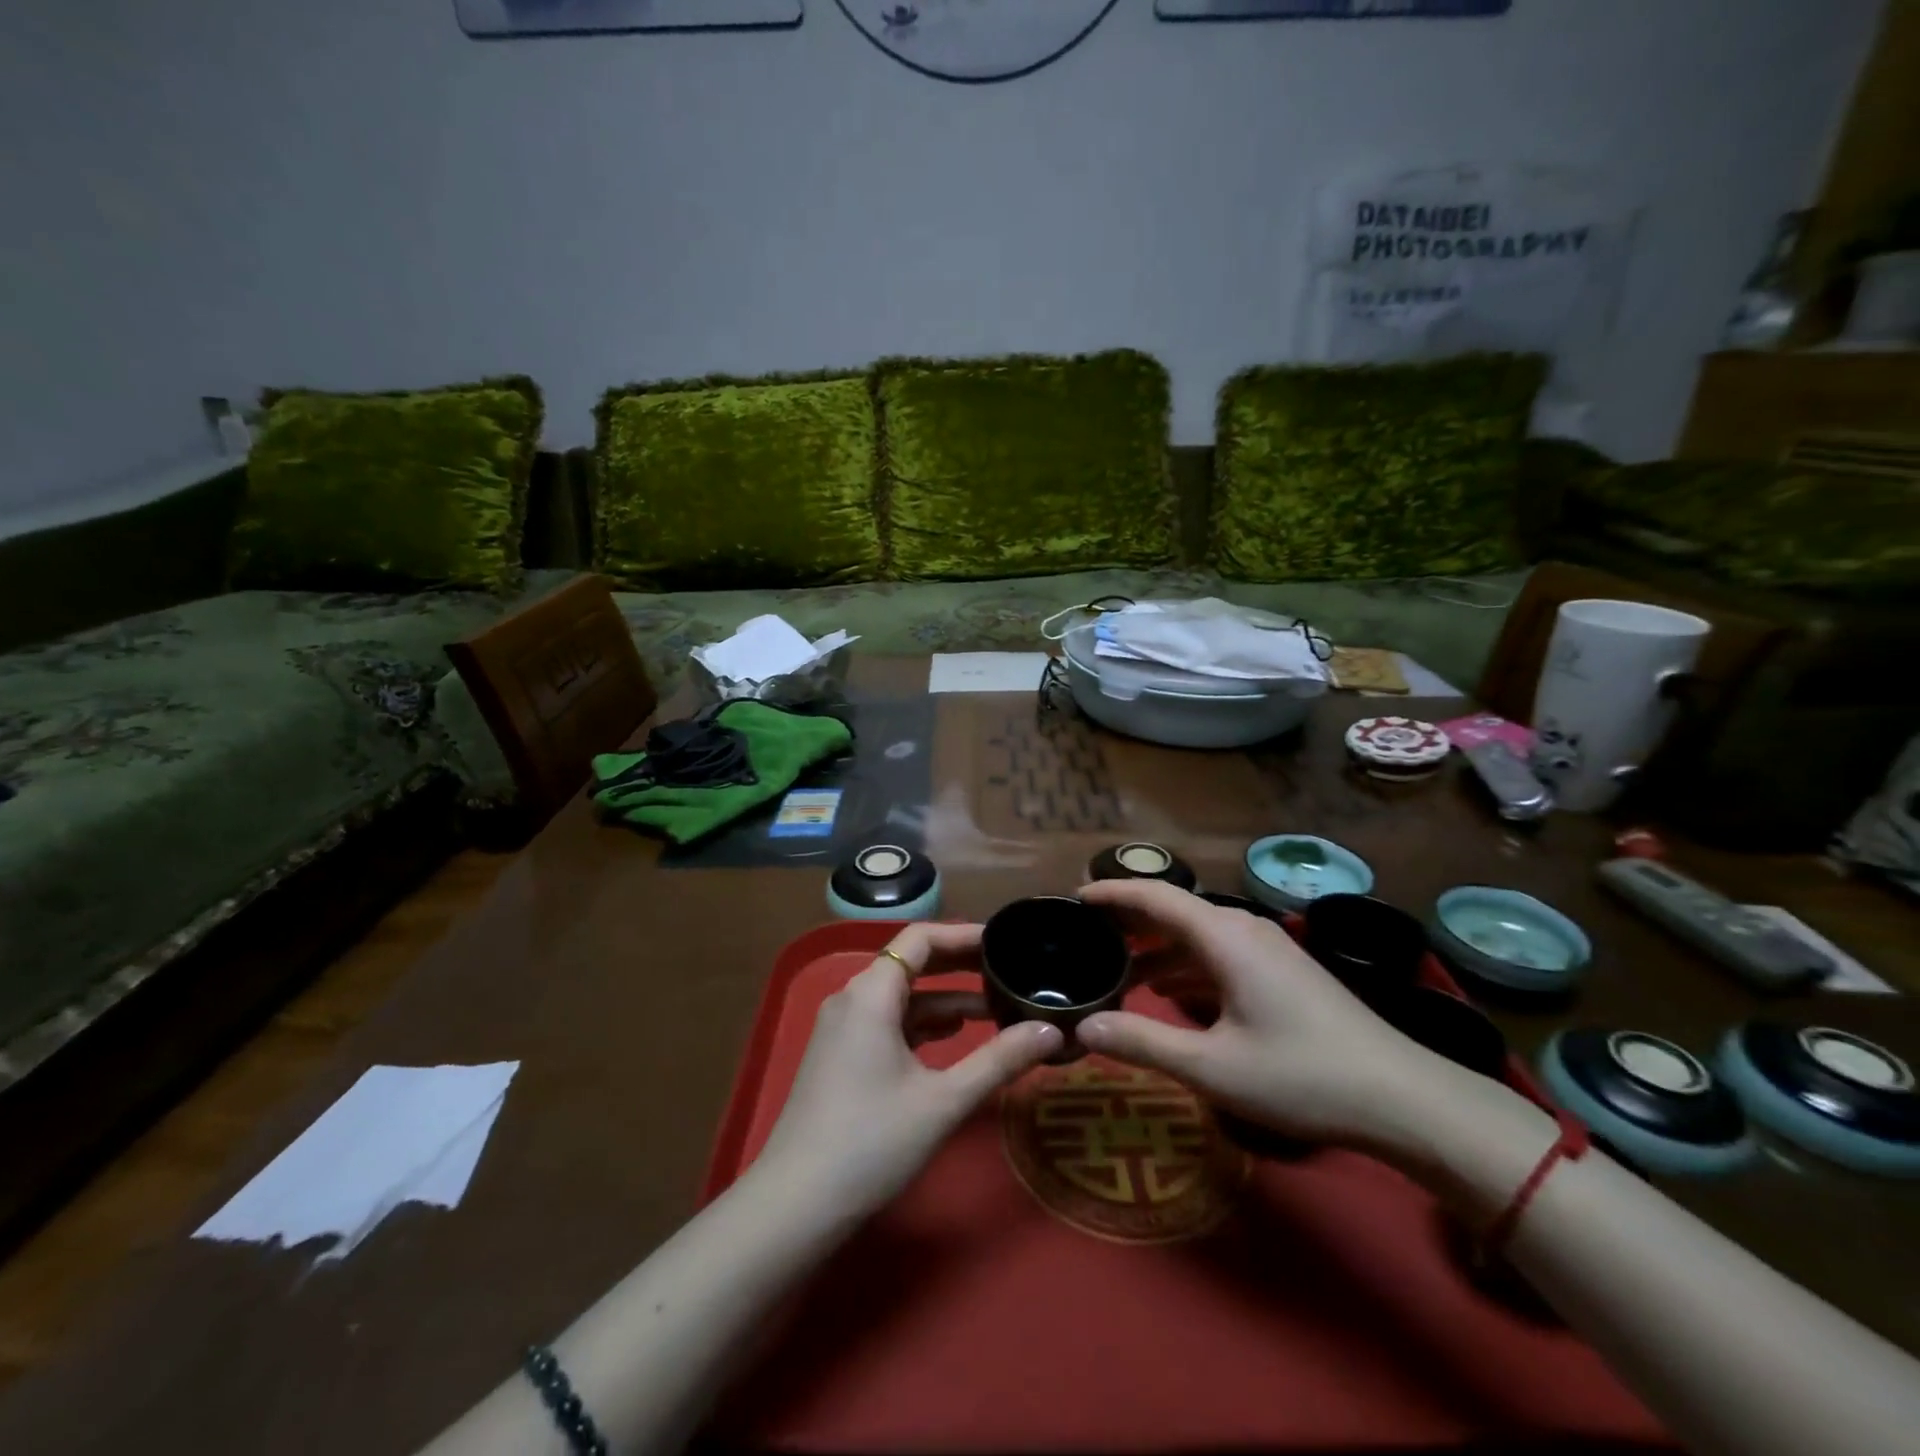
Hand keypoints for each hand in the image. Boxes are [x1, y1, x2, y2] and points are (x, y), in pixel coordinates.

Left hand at [753, 923, 1062, 1215]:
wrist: (796, 1204)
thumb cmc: (872, 1142)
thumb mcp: (944, 1100)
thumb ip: (1000, 1060)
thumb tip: (1052, 1031)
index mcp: (871, 992)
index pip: (920, 938)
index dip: (963, 934)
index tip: (1003, 940)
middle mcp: (852, 998)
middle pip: (910, 962)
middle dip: (958, 964)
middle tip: (1007, 968)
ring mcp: (842, 1028)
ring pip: (901, 996)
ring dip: (944, 998)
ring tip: (993, 1007)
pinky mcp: (840, 1055)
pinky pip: (888, 1021)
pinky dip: (922, 1023)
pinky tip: (953, 1037)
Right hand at [1075, 881, 1446, 1150]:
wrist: (1403, 1098)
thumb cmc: (1301, 1075)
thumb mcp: (1212, 1067)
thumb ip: (1142, 1042)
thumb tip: (1082, 1028)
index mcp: (1224, 937)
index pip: (1155, 896)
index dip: (1112, 893)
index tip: (1073, 897)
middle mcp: (1243, 930)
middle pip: (1174, 910)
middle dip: (1128, 918)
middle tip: (1083, 933)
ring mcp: (1267, 950)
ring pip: (1196, 934)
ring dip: (1155, 946)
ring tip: (1115, 966)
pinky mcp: (1281, 972)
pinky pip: (1218, 954)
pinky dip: (1184, 965)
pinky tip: (1167, 992)